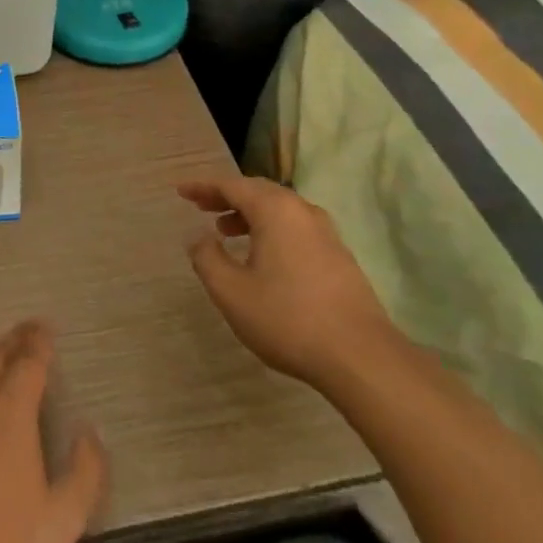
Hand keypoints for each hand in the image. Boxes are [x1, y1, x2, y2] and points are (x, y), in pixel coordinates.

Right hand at [179, 175, 394, 385]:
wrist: (361, 357)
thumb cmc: (288, 318)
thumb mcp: (231, 291)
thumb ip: (207, 258)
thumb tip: (199, 238)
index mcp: (275, 210)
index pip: (231, 185)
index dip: (203, 186)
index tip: (181, 191)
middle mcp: (302, 211)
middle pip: (257, 191)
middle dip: (226, 196)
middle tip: (201, 206)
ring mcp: (326, 233)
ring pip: (279, 210)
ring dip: (248, 214)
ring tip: (225, 232)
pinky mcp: (339, 256)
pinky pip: (295, 228)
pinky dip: (270, 230)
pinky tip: (261, 256)